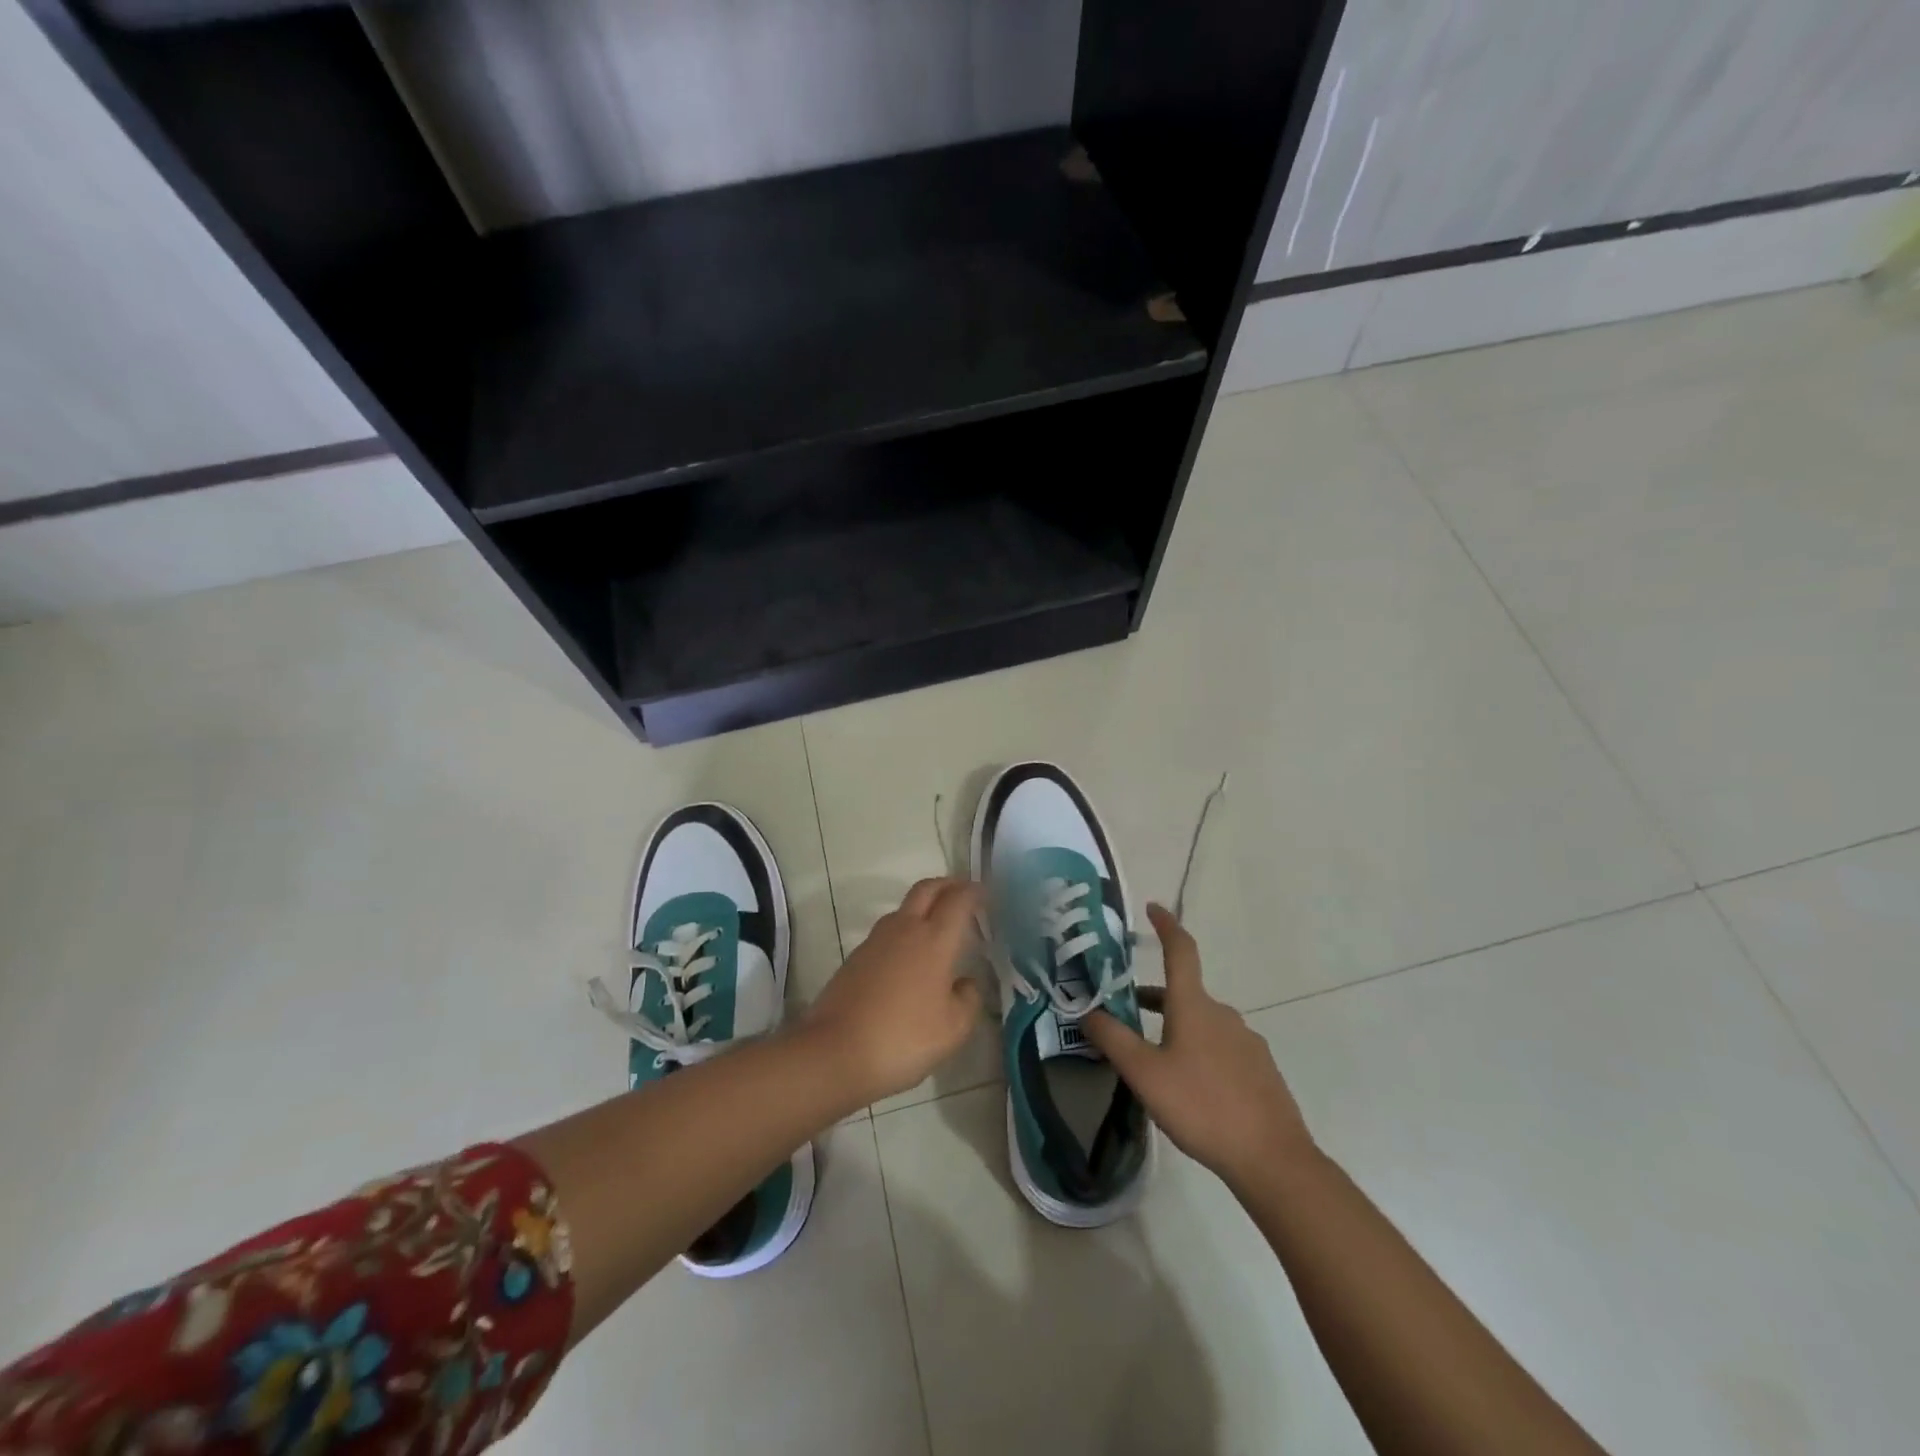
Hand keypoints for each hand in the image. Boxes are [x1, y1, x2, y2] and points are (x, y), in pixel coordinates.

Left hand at [802, 878, 984, 1104]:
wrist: (835, 1051)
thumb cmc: (903, 1038)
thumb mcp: (953, 1029)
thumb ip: (968, 1000)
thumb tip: (965, 983)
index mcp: (934, 940)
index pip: (958, 900)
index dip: (974, 892)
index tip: (985, 893)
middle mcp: (905, 929)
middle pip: (927, 889)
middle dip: (947, 884)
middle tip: (963, 892)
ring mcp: (876, 941)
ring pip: (904, 908)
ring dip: (924, 906)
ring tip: (938, 925)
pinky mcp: (856, 957)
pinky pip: (887, 931)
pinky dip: (905, 930)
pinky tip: (910, 957)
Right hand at [1084, 904, 1315, 1190]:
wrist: (1272, 1159)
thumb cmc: (1201, 1106)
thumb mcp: (1144, 1074)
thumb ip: (1113, 1039)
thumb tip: (1086, 1009)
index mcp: (1194, 1005)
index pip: (1181, 950)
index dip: (1166, 925)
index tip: (1153, 908)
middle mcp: (1223, 1013)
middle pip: (1186, 992)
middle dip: (1156, 998)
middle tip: (1127, 1012)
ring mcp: (1246, 1041)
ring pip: (1203, 1022)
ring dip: (1176, 1028)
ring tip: (1155, 1060)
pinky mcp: (1261, 1069)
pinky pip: (1222, 1048)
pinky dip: (1199, 1051)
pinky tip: (1191, 1087)